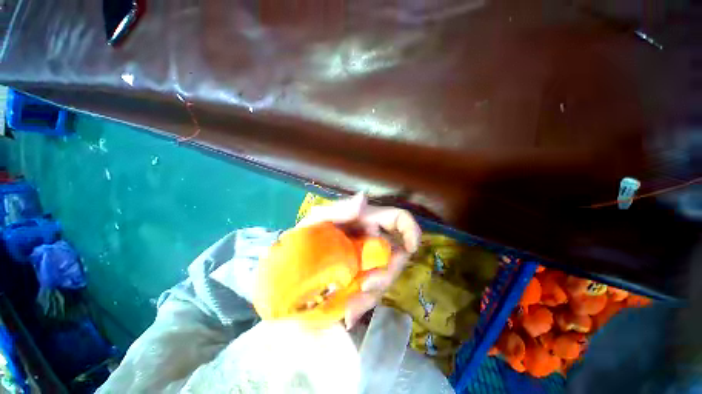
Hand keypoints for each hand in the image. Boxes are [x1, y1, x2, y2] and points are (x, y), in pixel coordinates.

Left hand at [297, 193, 421, 328]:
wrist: (291, 260)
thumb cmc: (307, 233)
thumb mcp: (318, 219)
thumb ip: (339, 209)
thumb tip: (363, 199)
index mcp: (367, 222)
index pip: (399, 220)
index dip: (411, 231)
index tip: (411, 247)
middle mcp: (373, 241)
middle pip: (396, 257)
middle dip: (386, 274)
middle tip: (365, 286)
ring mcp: (367, 262)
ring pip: (383, 280)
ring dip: (371, 296)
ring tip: (350, 310)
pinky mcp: (359, 280)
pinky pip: (368, 294)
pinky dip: (360, 306)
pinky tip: (347, 316)